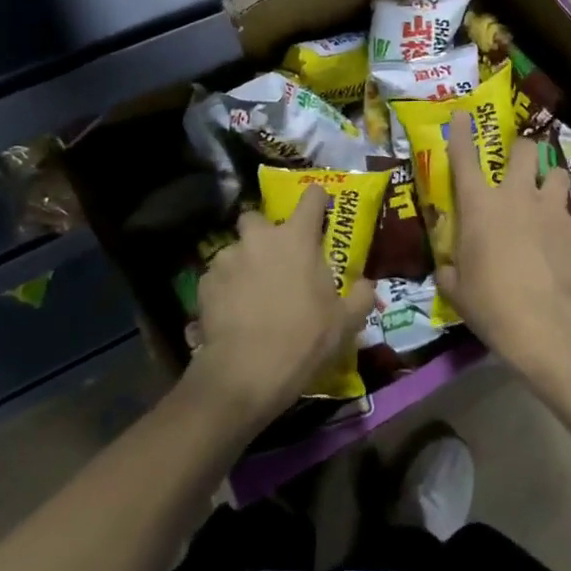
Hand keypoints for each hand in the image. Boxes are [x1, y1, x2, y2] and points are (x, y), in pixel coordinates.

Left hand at [183, 187, 376, 430]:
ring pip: (235, 249)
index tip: (319, 208)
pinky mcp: (204, 283)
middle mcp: (260, 238)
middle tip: (274, 257)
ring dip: (243, 262)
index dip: (317, 199)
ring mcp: (227, 258)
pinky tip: (230, 311)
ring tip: (249, 292)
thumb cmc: (303, 339)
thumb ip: (361, 296)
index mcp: (297, 238)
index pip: (311, 197)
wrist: (246, 373)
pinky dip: (224, 288)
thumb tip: (366, 285)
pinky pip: (217, 276)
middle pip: (257, 216)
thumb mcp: (346, 323)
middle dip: (263, 232)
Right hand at [437, 112, 570, 378]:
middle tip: (518, 162)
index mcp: (479, 206)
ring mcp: (552, 209)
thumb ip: (450, 270)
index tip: (462, 114)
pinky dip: (563, 222)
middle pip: (524, 149)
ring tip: (546, 196)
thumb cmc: (492, 304)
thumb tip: (448, 267)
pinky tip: (560, 243)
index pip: (464, 158)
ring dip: (549, 180)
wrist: (548, 324)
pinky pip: (570, 213)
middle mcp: (517, 196)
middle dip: (521, 149)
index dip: (461, 133)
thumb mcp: (457, 290)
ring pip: (556, 172)